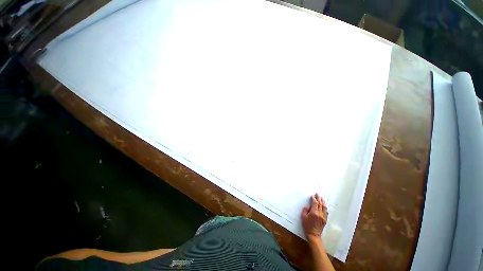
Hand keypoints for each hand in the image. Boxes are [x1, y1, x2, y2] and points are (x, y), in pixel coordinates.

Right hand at [301, 193, 327, 242]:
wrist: (314, 235)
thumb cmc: (307, 226)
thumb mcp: (303, 217)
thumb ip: (305, 210)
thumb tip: (308, 206)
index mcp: (314, 212)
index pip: (315, 203)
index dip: (314, 199)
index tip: (312, 196)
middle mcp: (320, 214)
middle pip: (320, 204)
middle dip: (319, 198)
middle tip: (317, 194)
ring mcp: (323, 217)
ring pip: (324, 207)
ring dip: (323, 202)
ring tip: (321, 198)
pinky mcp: (325, 219)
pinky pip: (326, 212)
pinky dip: (325, 207)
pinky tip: (324, 206)